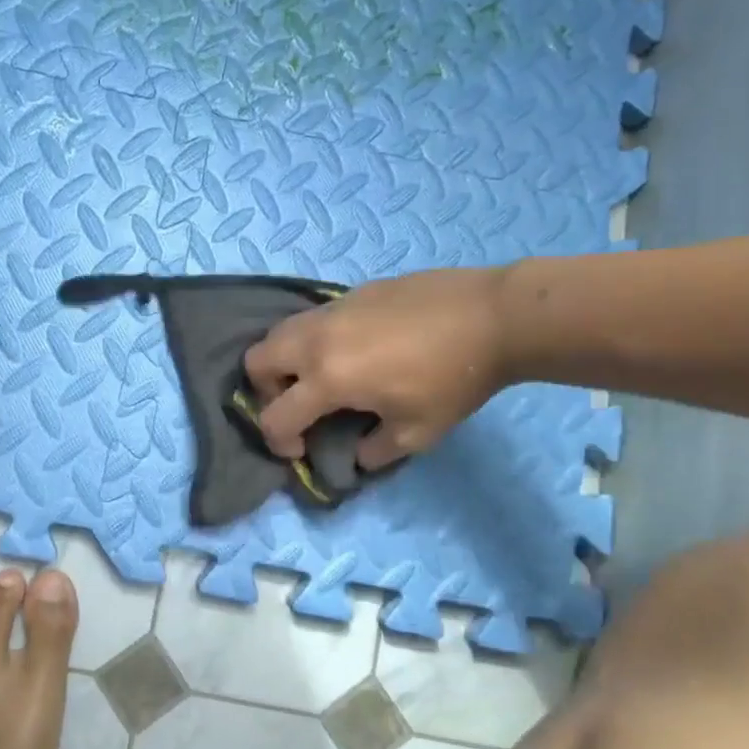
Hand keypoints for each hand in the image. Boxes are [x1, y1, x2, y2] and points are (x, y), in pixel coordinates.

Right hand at [243, 267, 509, 470]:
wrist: (492, 316)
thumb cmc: (453, 380)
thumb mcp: (416, 433)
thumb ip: (374, 451)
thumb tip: (356, 454)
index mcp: (328, 378)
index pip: (274, 416)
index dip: (279, 442)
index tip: (301, 451)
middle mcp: (316, 340)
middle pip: (256, 360)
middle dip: (265, 391)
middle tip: (299, 405)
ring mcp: (332, 310)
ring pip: (279, 331)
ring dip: (284, 361)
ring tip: (320, 376)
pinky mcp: (351, 293)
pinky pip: (312, 318)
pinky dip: (313, 339)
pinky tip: (353, 349)